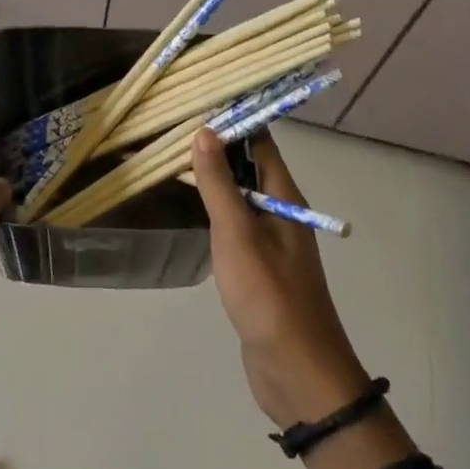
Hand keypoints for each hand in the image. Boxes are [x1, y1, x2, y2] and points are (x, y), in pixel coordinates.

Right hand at [192, 129, 371, 428]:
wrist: (296, 370)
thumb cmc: (268, 294)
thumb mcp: (238, 233)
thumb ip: (219, 184)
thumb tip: (205, 131)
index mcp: (284, 197)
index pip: (261, 142)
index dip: (235, 118)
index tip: (199, 98)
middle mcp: (280, 212)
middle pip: (249, 166)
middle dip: (218, 144)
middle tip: (173, 125)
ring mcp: (269, 241)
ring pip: (239, 196)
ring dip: (214, 176)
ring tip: (173, 157)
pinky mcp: (256, 267)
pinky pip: (234, 225)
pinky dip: (213, 209)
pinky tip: (188, 208)